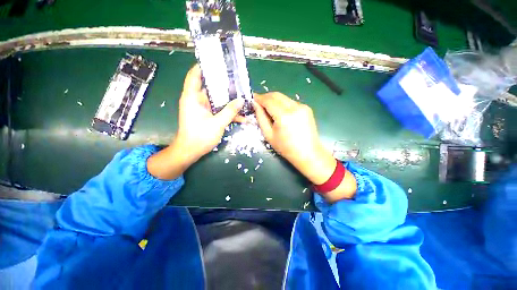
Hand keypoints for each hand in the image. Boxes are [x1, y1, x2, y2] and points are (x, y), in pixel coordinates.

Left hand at [147, 65, 243, 179]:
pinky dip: (228, 112)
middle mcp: (196, 100)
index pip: (195, 75)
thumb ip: (229, 111)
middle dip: (224, 85)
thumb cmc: (199, 137)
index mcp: (192, 98)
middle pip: (210, 88)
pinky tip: (241, 116)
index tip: (217, 62)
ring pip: (217, 100)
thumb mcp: (217, 124)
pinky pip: (218, 110)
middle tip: (238, 81)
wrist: (190, 152)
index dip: (203, 66)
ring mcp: (202, 109)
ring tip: (243, 97)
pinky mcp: (207, 116)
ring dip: (229, 101)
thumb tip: (241, 100)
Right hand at [253, 92, 355, 201]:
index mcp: (284, 116)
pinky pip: (290, 102)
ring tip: (269, 108)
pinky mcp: (306, 108)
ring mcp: (302, 106)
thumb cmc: (286, 148)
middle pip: (276, 95)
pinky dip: (282, 104)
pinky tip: (280, 112)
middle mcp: (294, 107)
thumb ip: (261, 118)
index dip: (259, 98)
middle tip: (259, 102)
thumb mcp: (269, 135)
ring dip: (274, 100)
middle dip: (266, 97)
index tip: (252, 98)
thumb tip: (255, 105)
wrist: (308, 153)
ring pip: (284, 97)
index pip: (268, 100)